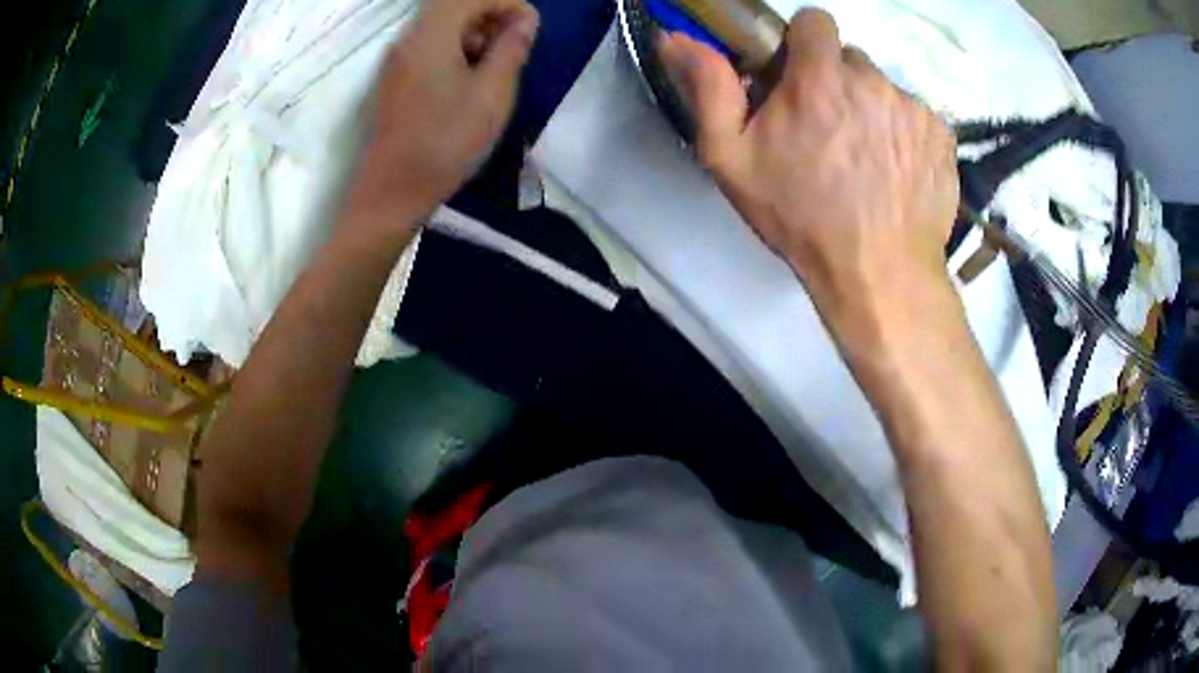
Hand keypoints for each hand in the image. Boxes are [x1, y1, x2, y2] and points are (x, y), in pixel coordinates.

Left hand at [351, 0, 539, 227]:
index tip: (531, 26)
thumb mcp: (491, 95)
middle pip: (451, 5)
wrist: (391, 192)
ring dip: (472, 32)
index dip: (507, 3)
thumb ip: (510, 50)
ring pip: (439, 26)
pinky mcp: (394, 80)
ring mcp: (396, 60)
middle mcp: (408, 39)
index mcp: (430, 36)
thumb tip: (524, 21)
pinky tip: (468, 80)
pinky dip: (454, 49)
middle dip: (489, 14)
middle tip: (514, 43)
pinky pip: (428, 47)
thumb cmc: (444, 143)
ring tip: (494, 64)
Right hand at [659, 9, 957, 337]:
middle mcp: (872, 80)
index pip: (816, 21)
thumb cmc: (801, 217)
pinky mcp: (941, 135)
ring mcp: (913, 107)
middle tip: (828, 132)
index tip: (800, 75)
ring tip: (864, 160)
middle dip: (836, 82)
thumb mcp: (732, 160)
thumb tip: (676, 38)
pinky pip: (916, 117)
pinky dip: (903, 135)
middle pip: (851, 59)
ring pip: (884, 89)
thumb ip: (708, 89)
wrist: (879, 274)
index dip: (805, 42)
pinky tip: (894, 173)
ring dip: (871, 110)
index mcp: (819, 77)